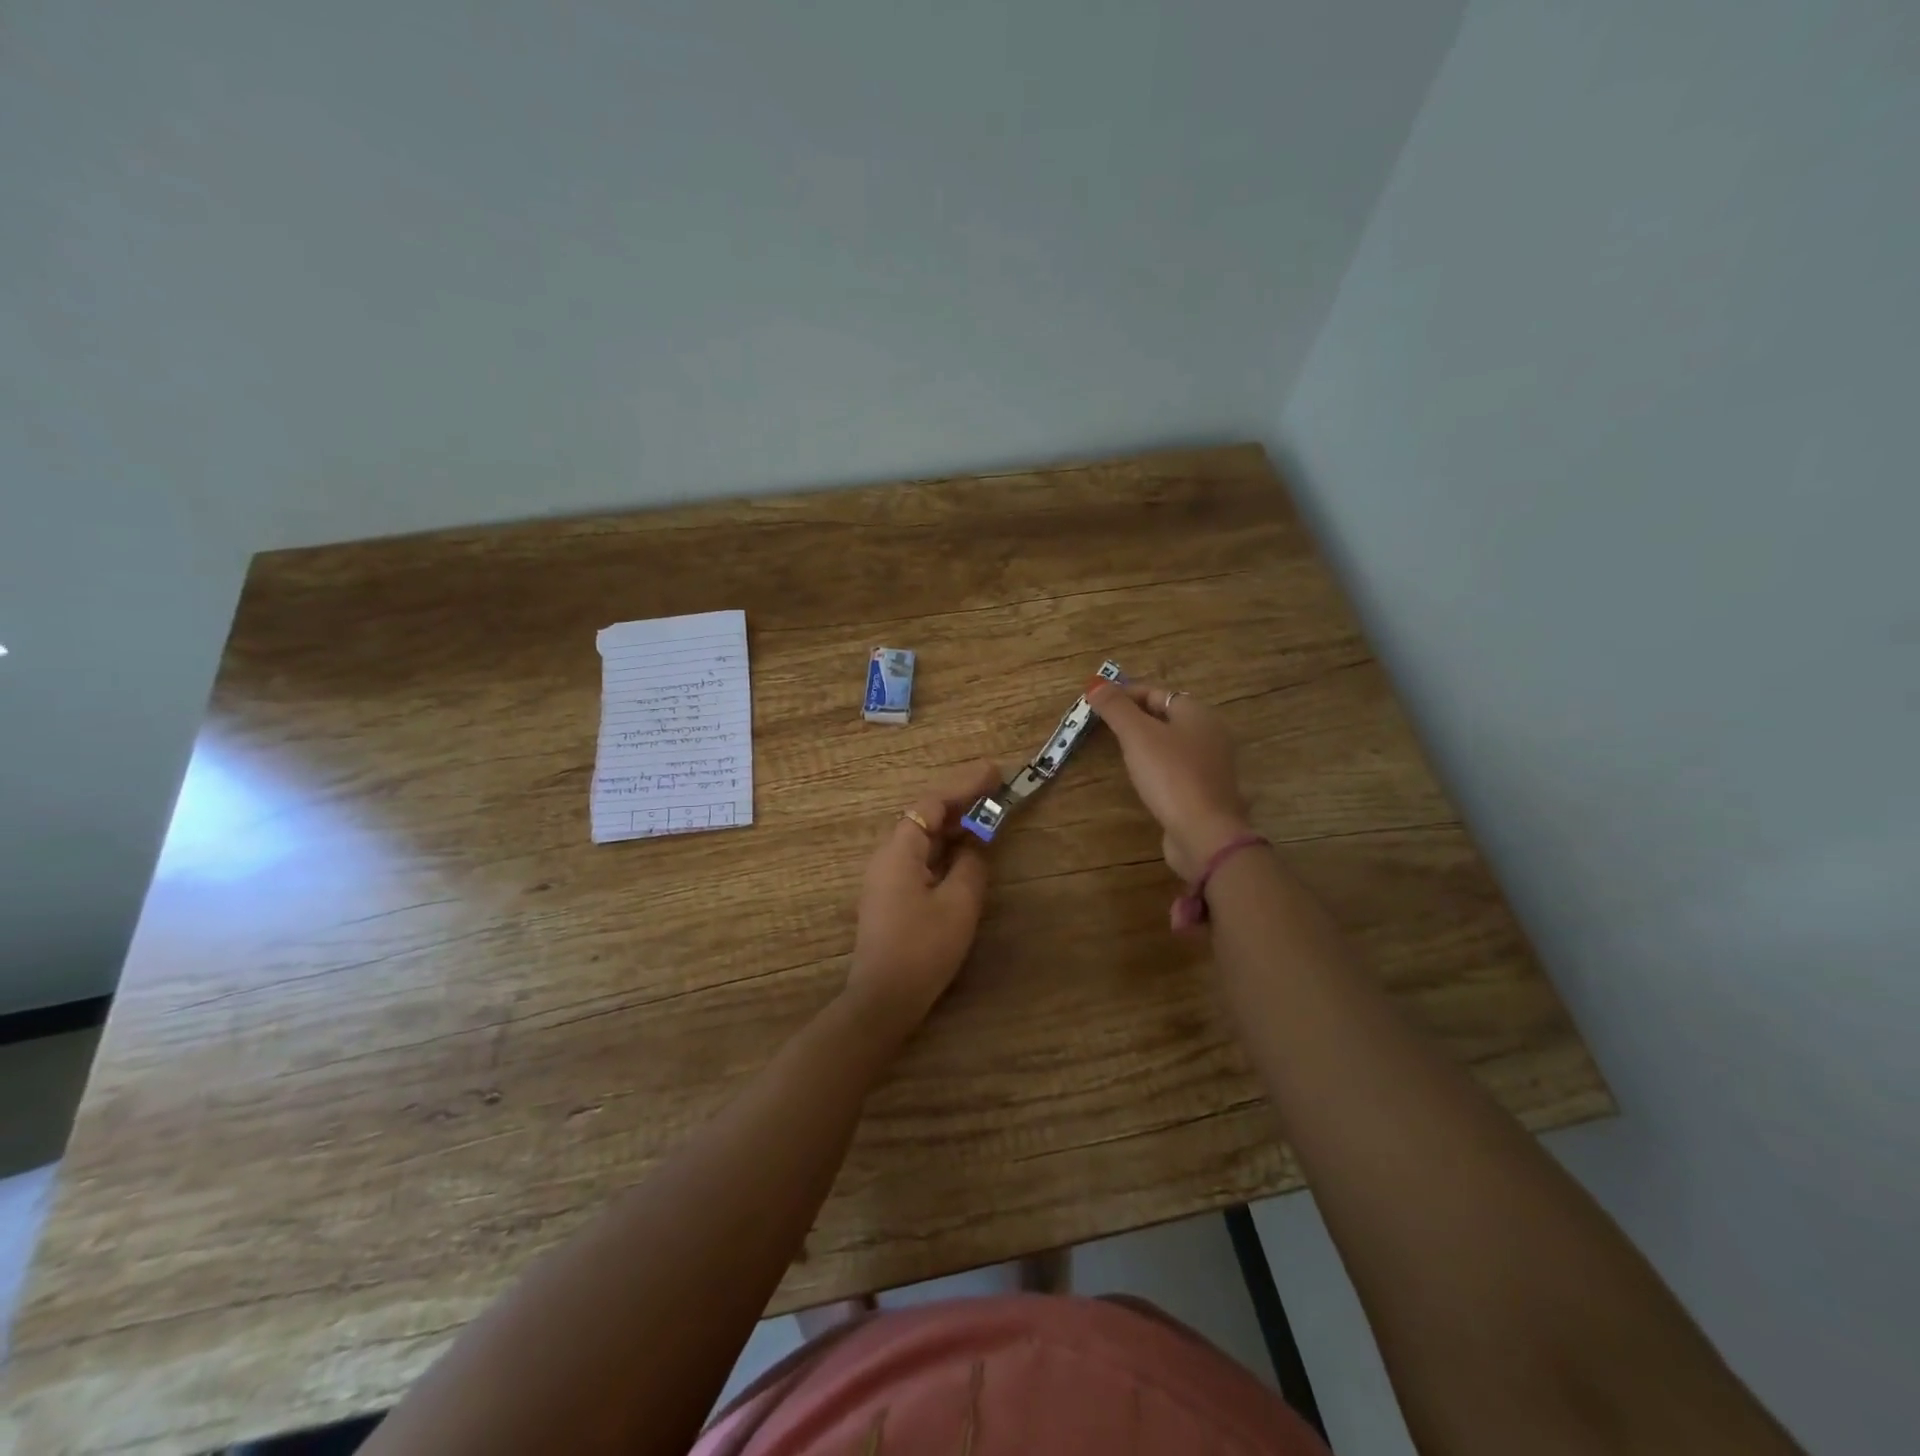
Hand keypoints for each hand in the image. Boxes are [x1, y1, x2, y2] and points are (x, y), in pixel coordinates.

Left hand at [846, 760, 999, 1033]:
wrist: (884, 998)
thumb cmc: (923, 948)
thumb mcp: (959, 904)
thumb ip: (971, 865)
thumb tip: (975, 844)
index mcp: (899, 850)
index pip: (932, 803)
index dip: (964, 785)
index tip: (995, 772)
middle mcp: (887, 855)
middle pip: (923, 815)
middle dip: (959, 801)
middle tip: (995, 790)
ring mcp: (885, 876)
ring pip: (921, 837)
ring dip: (952, 824)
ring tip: (985, 813)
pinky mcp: (889, 895)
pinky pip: (918, 856)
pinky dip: (943, 847)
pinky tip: (963, 851)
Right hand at [1089, 681, 1251, 880]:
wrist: (1204, 833)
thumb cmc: (1171, 775)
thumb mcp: (1137, 735)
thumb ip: (1116, 708)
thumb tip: (1095, 683)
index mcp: (1198, 713)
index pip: (1157, 692)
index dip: (1126, 694)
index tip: (1097, 703)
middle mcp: (1210, 734)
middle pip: (1167, 716)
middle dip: (1136, 717)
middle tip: (1104, 725)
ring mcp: (1211, 765)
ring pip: (1172, 743)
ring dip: (1146, 742)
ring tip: (1118, 748)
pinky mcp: (1205, 791)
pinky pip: (1176, 768)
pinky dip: (1157, 765)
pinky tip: (1142, 776)